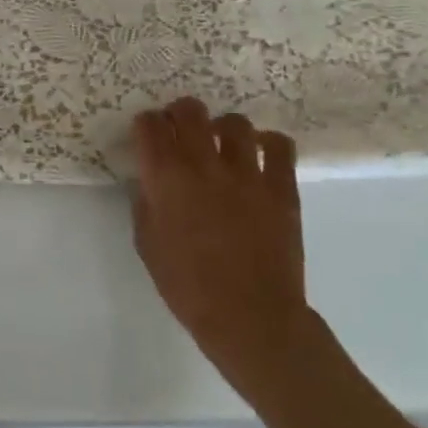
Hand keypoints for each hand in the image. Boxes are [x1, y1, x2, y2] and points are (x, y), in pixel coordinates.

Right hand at [132, 99, 312, 391]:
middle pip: (190, 111)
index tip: (147, 134)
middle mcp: (203, 165)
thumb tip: (151, 178)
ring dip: (222, 128)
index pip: (150, 126)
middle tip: (181, 130)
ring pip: (234, 122)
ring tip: (222, 144)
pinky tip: (260, 155)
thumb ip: (146, 201)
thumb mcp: (146, 242)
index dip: (146, 124)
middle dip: (180, 113)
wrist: (249, 317)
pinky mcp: (281, 188)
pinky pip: (279, 145)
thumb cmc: (187, 285)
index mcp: (165, 178)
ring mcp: (247, 174)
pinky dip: (268, 143)